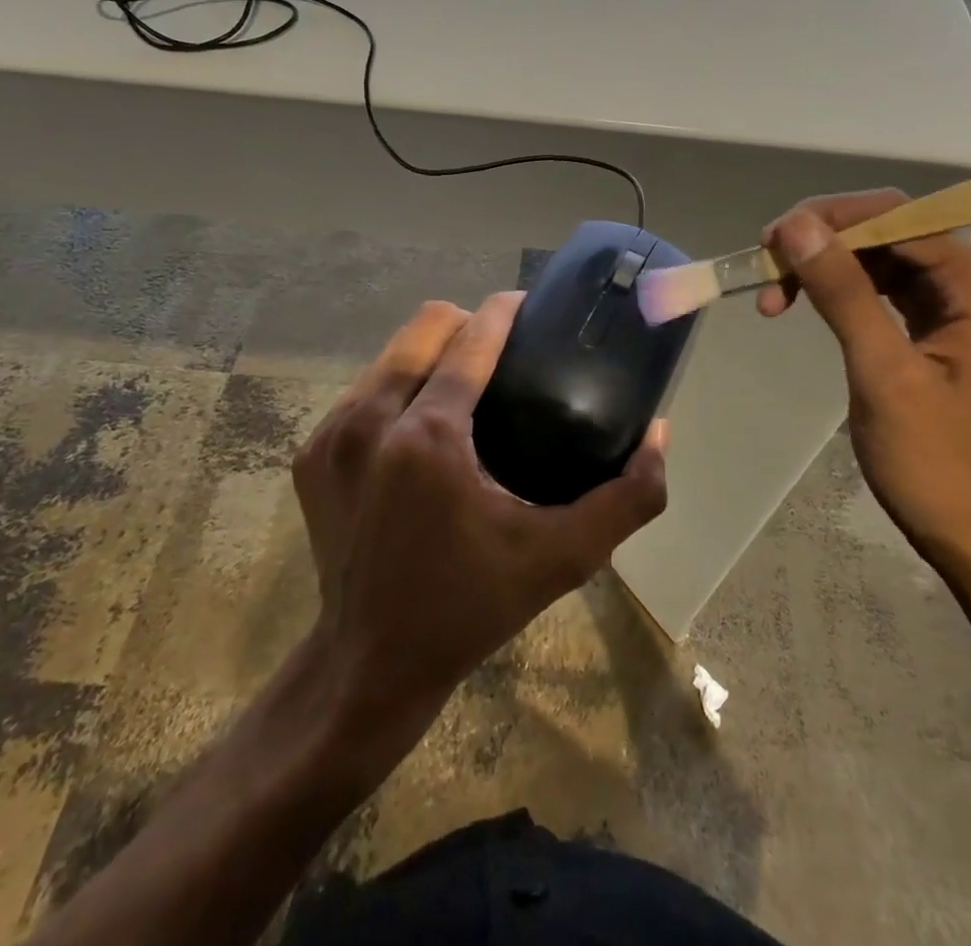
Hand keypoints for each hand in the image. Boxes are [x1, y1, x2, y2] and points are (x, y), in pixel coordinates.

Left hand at [292, 295, 667, 746]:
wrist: (369, 665)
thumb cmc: (471, 607)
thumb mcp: (562, 558)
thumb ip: (626, 498)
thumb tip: (658, 433)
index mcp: (429, 438)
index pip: (470, 338)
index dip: (505, 310)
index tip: (532, 306)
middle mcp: (370, 422)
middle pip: (425, 325)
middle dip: (468, 324)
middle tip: (504, 353)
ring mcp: (332, 436)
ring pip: (391, 353)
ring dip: (431, 353)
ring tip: (466, 383)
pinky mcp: (311, 453)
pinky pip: (363, 390)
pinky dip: (398, 388)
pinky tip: (422, 422)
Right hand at [759, 192, 970, 595]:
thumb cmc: (939, 466)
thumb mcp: (883, 374)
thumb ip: (843, 292)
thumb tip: (797, 224)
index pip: (897, 217)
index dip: (830, 219)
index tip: (771, 242)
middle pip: (888, 231)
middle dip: (823, 241)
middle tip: (766, 266)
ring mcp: (956, 308)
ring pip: (879, 258)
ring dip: (824, 267)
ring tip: (774, 296)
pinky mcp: (936, 331)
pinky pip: (882, 290)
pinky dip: (839, 292)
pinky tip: (804, 305)